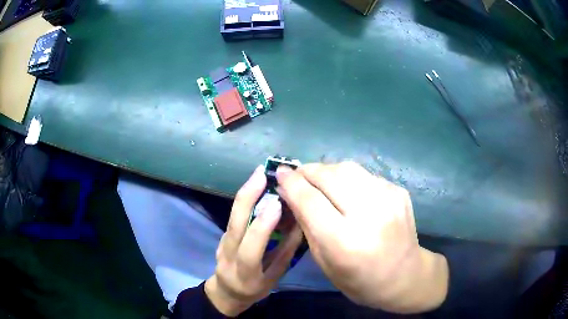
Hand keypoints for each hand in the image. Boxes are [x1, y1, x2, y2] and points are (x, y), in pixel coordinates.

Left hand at [205, 166, 303, 316]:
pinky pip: (233, 215)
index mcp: (244, 272)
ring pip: (232, 216)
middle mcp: (229, 255)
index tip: (277, 203)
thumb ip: (285, 254)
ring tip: (259, 174)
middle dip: (247, 197)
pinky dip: (244, 200)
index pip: (250, 248)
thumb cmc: (254, 289)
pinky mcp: (222, 235)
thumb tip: (300, 227)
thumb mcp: (273, 278)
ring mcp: (222, 243)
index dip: (262, 226)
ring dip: (245, 194)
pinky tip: (255, 187)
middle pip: (235, 225)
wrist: (226, 291)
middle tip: (262, 174)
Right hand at [276, 162, 447, 312]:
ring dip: (327, 170)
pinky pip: (365, 175)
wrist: (405, 275)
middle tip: (297, 174)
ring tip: (319, 179)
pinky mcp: (398, 191)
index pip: (310, 200)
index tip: (279, 173)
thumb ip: (307, 225)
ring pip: (348, 168)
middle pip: (329, 176)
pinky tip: (348, 191)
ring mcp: (388, 198)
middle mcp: (368, 214)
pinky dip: (349, 179)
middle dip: (307, 171)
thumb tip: (290, 193)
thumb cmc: (359, 280)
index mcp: (344, 241)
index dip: (291, 183)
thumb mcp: (325, 262)